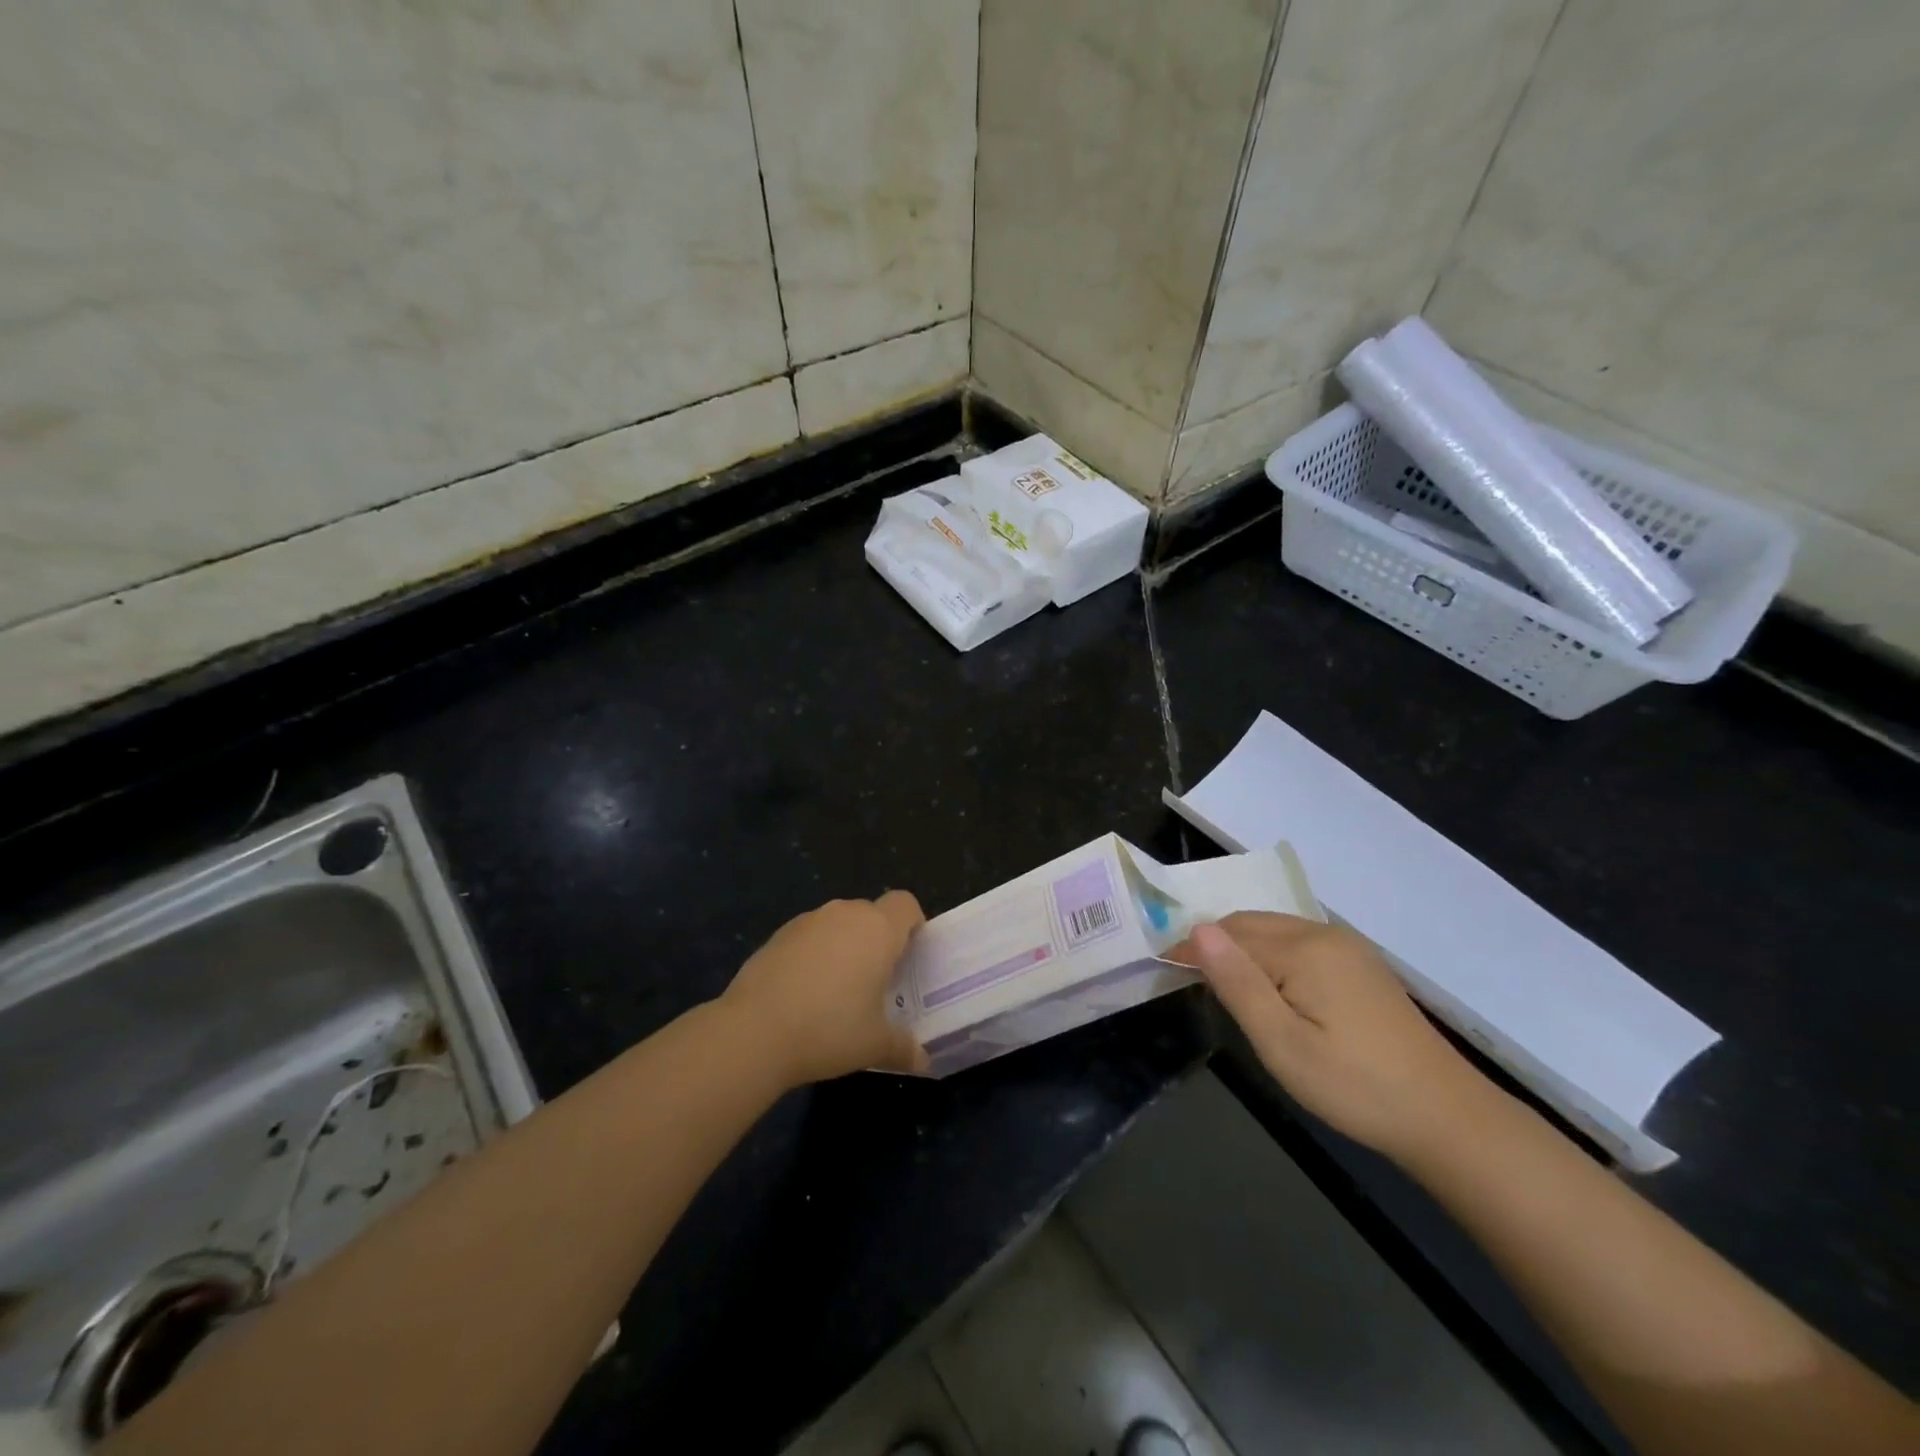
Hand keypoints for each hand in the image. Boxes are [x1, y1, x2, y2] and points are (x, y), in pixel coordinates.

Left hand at [720, 892, 928, 1086]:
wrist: (754, 1031)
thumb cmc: (830, 1029)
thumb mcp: (875, 1045)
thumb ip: (904, 1047)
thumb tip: (923, 1061)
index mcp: (878, 929)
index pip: (906, 904)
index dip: (912, 924)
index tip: (909, 955)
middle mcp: (845, 914)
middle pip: (872, 913)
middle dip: (878, 939)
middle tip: (877, 980)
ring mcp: (808, 921)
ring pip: (838, 923)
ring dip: (844, 945)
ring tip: (838, 989)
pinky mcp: (778, 934)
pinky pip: (809, 936)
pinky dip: (814, 953)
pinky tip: (803, 992)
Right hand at [1172, 912, 1491, 1162]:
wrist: (1446, 1116)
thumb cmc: (1353, 1086)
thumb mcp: (1282, 1043)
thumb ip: (1238, 983)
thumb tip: (1197, 929)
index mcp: (1302, 949)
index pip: (1229, 933)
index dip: (1193, 948)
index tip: (1167, 970)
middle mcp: (1323, 934)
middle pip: (1251, 924)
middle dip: (1216, 943)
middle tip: (1192, 981)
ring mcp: (1347, 947)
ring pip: (1275, 930)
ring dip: (1242, 947)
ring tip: (1224, 984)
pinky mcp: (1361, 965)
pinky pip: (1299, 942)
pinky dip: (1270, 953)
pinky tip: (1271, 986)